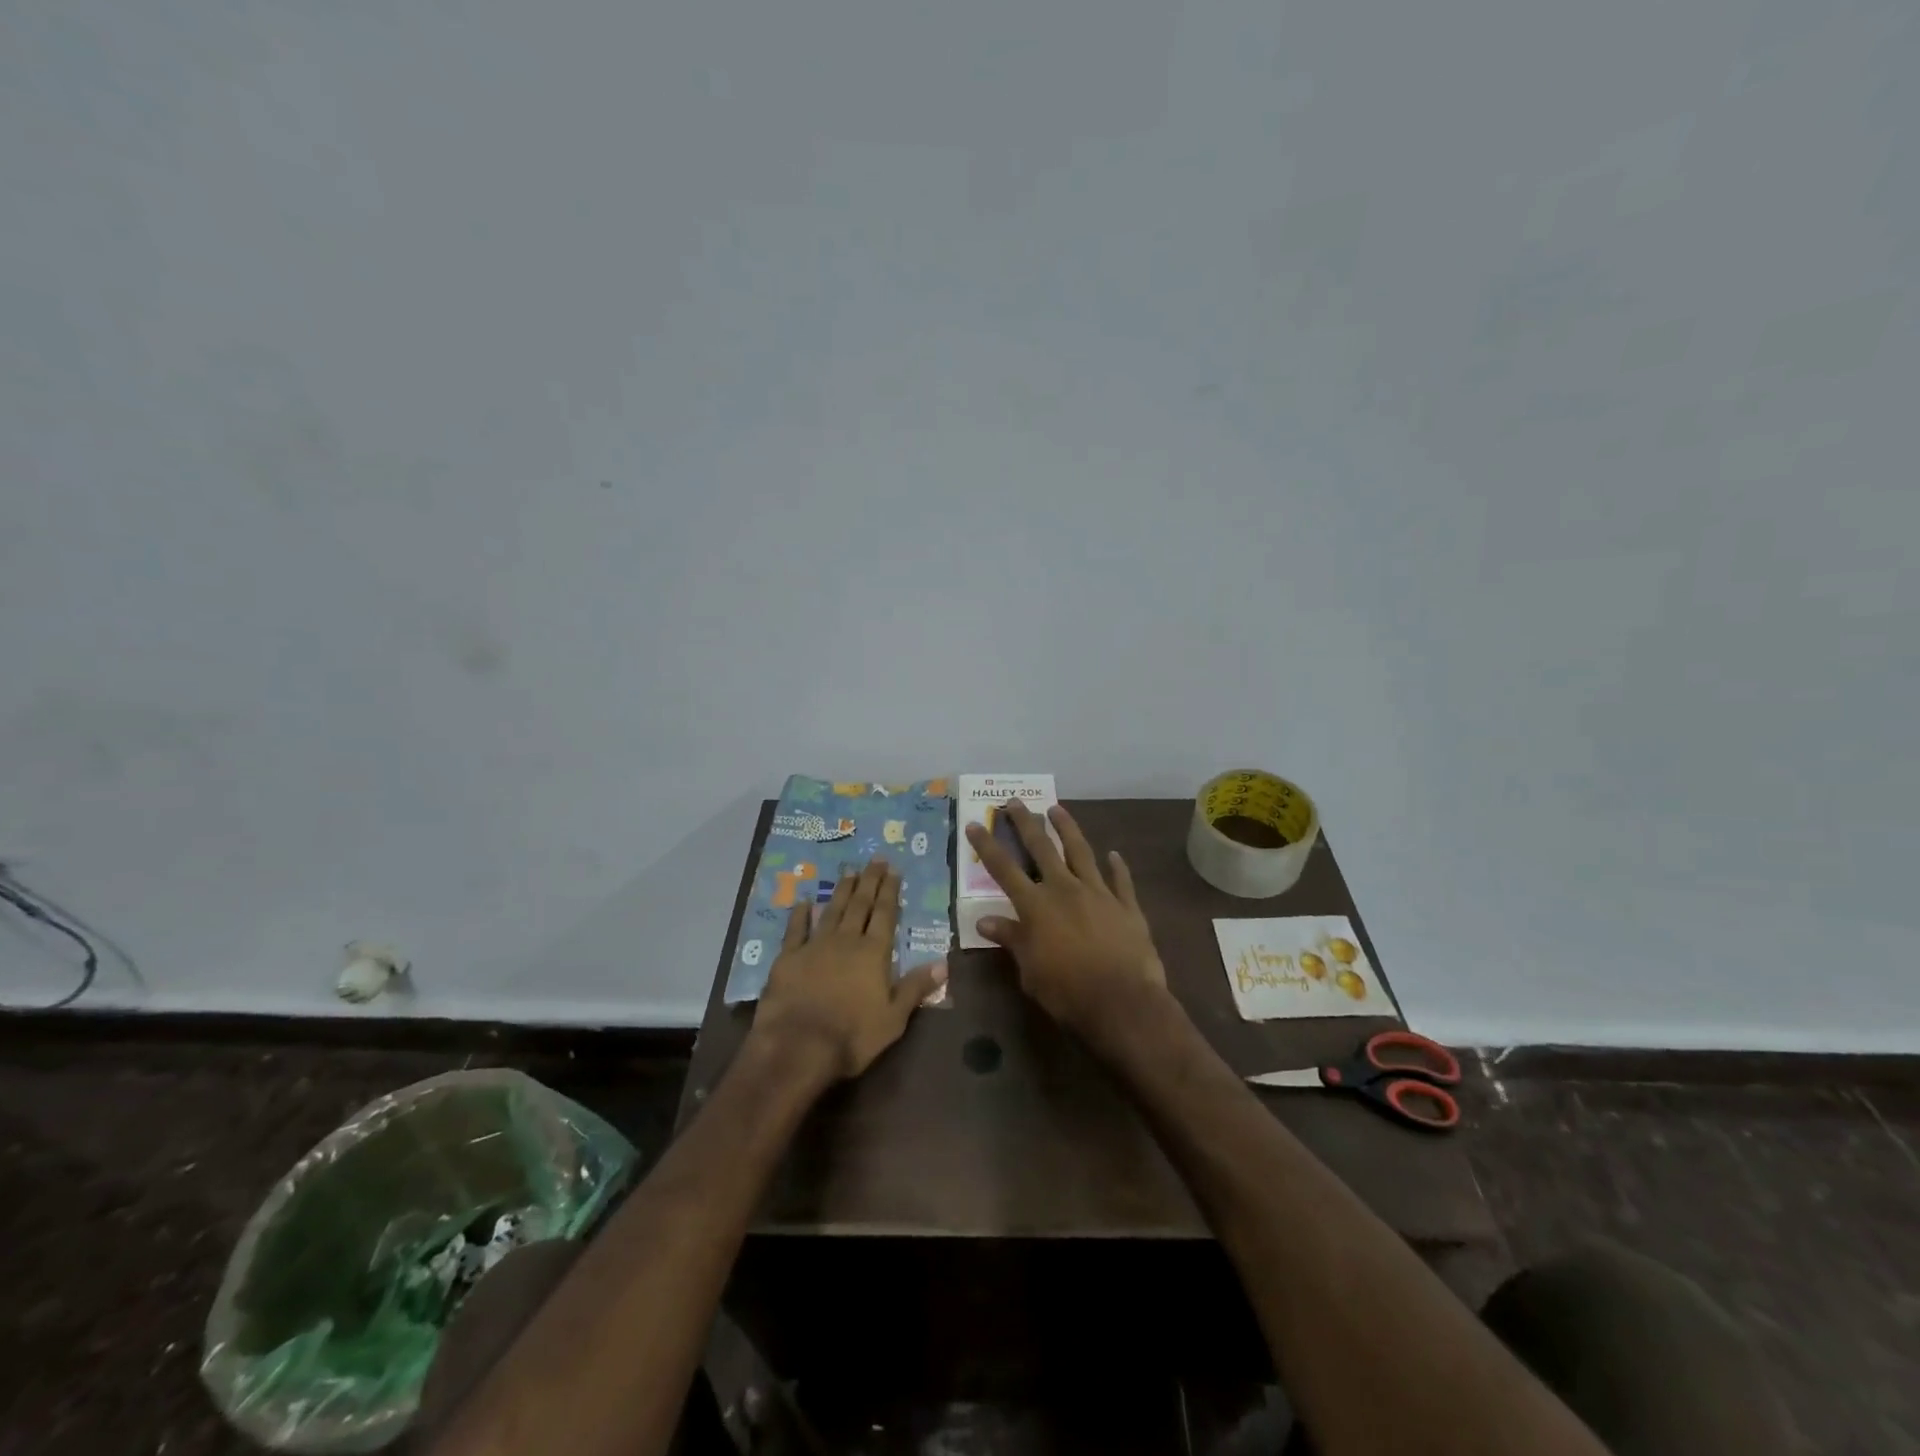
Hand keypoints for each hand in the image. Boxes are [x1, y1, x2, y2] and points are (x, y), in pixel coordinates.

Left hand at [750, 857, 947, 1080]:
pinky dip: (800, 915)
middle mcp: (846, 941)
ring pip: (832, 911)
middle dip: (869, 881)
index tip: (893, 870)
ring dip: (841, 890)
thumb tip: (943, 963)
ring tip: (849, 871)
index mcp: (873, 953)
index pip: (885, 915)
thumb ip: (916, 988)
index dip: (890, 891)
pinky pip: (796, 930)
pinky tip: (804, 902)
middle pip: (860, 905)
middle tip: (875, 859)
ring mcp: (815, 946)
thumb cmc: (852, 1036)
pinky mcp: (788, 958)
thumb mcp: (894, 1018)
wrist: (797, 1046)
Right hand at [964, 800, 1167, 1036]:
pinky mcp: (1126, 906)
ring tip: (1057, 809)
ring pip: (1081, 852)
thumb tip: (984, 921)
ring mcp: (1098, 893)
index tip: (974, 824)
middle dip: (1025, 823)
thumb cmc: (1066, 992)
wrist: (1122, 1002)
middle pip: (1041, 848)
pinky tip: (1114, 854)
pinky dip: (1117, 866)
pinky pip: (1121, 880)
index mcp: (1036, 906)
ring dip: (1068, 829)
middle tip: (1015, 801)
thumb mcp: (1029, 970)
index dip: (987, 846)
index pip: (1004, 869)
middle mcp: (1065, 889)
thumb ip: (1011, 939)